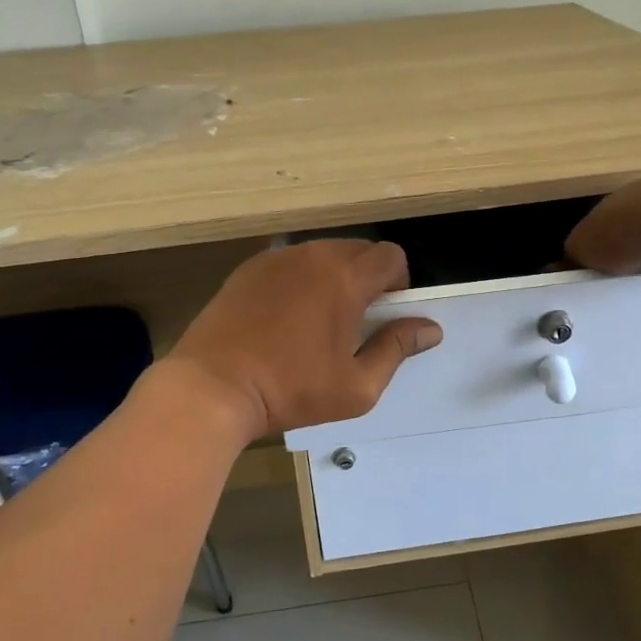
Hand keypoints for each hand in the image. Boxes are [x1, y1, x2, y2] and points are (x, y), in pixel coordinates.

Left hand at [166, 240, 442, 440]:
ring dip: (334, 276)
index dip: (398, 281)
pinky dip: (301, 279)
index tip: (386, 313)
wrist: (211, 388)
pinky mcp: (249, 268)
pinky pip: (291, 262)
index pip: (390, 255)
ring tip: (319, 319)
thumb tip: (430, 329)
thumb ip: (396, 349)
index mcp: (345, 279)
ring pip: (323, 253)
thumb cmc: (290, 391)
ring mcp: (277, 259)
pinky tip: (285, 316)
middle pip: (358, 250)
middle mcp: (313, 256)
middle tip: (355, 320)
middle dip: (368, 277)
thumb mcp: (356, 386)